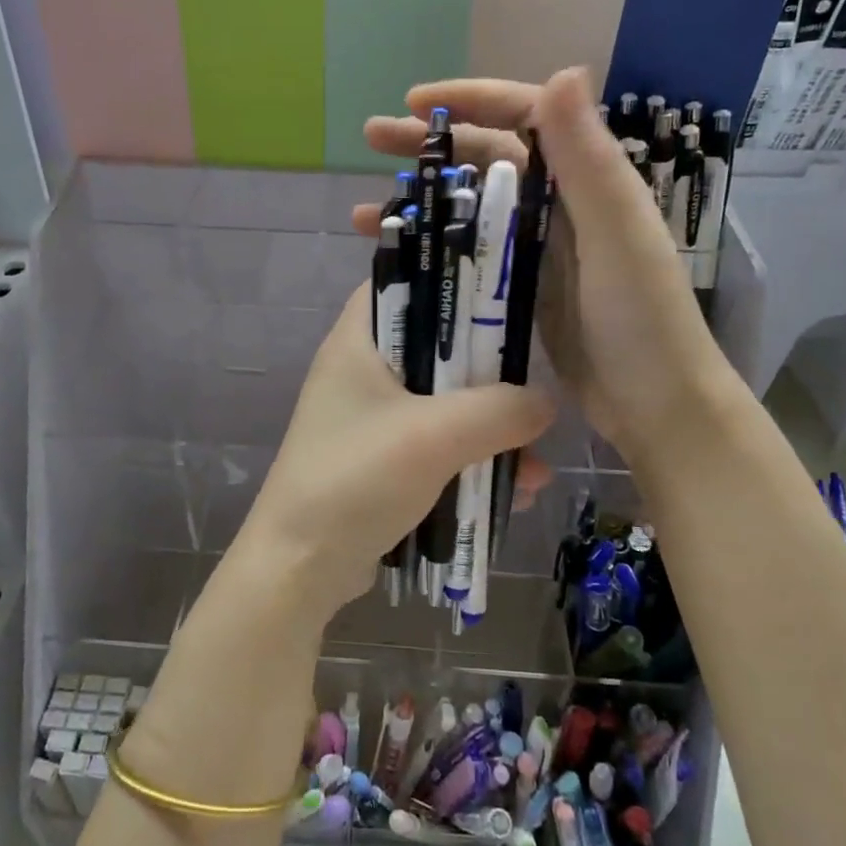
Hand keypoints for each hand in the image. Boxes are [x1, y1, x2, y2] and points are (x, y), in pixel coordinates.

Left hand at [238, 285, 553, 620]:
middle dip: (491, 375)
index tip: (507, 295)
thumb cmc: (357, 479)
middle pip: (438, 348)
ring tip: (534, 467)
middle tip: (535, 391)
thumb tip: (544, 402)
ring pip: (445, 404)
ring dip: (490, 430)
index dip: (453, 279)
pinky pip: (438, 447)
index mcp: (358, 342)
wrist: (301, 567)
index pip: (405, 281)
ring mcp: (371, 420)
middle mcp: (362, 372)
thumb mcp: (435, 436)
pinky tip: (513, 493)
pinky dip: (472, 462)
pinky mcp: (383, 461)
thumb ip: (499, 410)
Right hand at [354, 67, 723, 458]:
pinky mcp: (525, 287)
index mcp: (587, 178)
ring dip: (421, 199)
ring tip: (361, 209)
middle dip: (429, 145)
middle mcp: (561, 203)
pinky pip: (471, 252)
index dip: (469, 100)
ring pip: (472, 205)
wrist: (657, 405)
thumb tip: (562, 69)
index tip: (413, 103)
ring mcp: (541, 247)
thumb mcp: (615, 234)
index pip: (523, 115)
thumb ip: (587, 159)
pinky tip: (396, 257)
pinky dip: (434, 246)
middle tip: (372, 140)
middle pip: (487, 156)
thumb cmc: (642, 319)